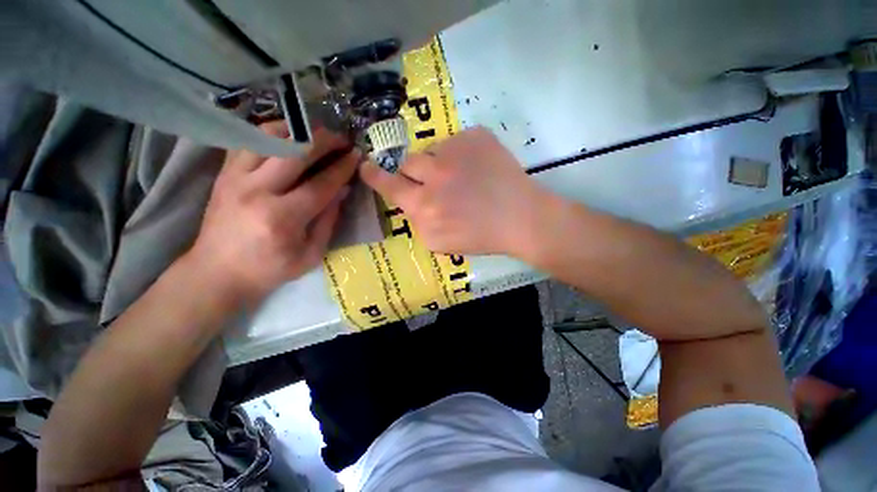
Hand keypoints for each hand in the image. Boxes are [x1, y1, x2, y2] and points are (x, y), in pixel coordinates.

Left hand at [188, 121, 358, 305]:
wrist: (217, 272)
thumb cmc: (270, 269)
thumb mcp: (311, 254)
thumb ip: (329, 220)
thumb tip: (343, 190)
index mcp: (282, 218)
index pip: (320, 184)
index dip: (342, 167)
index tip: (357, 155)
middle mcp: (257, 191)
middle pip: (295, 152)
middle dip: (324, 141)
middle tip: (341, 139)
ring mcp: (235, 178)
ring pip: (269, 138)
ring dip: (297, 131)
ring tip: (316, 135)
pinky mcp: (224, 174)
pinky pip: (249, 141)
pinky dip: (272, 135)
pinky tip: (288, 139)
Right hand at [360, 127, 552, 255]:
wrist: (521, 219)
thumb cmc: (481, 237)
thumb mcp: (439, 242)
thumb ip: (417, 221)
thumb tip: (410, 200)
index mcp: (423, 206)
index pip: (388, 184)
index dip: (374, 174)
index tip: (366, 165)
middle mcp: (433, 175)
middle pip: (407, 162)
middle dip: (414, 172)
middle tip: (433, 180)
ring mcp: (455, 151)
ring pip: (432, 151)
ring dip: (440, 164)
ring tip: (464, 178)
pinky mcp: (475, 136)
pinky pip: (457, 142)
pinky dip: (463, 155)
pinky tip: (479, 170)